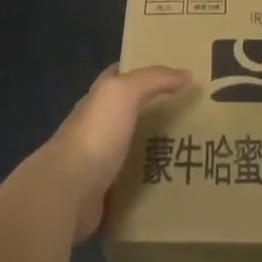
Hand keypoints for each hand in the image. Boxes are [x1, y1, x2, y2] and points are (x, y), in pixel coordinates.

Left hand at [39, 65, 194, 240]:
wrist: (69, 190)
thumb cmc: (96, 134)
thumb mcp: (124, 93)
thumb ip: (154, 79)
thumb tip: (187, 73)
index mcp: (97, 99)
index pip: (118, 76)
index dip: (142, 70)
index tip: (174, 73)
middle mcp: (96, 126)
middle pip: (128, 112)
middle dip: (155, 110)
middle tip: (193, 113)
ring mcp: (98, 160)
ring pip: (132, 147)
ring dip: (155, 146)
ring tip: (191, 146)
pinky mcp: (104, 191)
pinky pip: (132, 180)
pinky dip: (149, 178)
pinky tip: (174, 178)